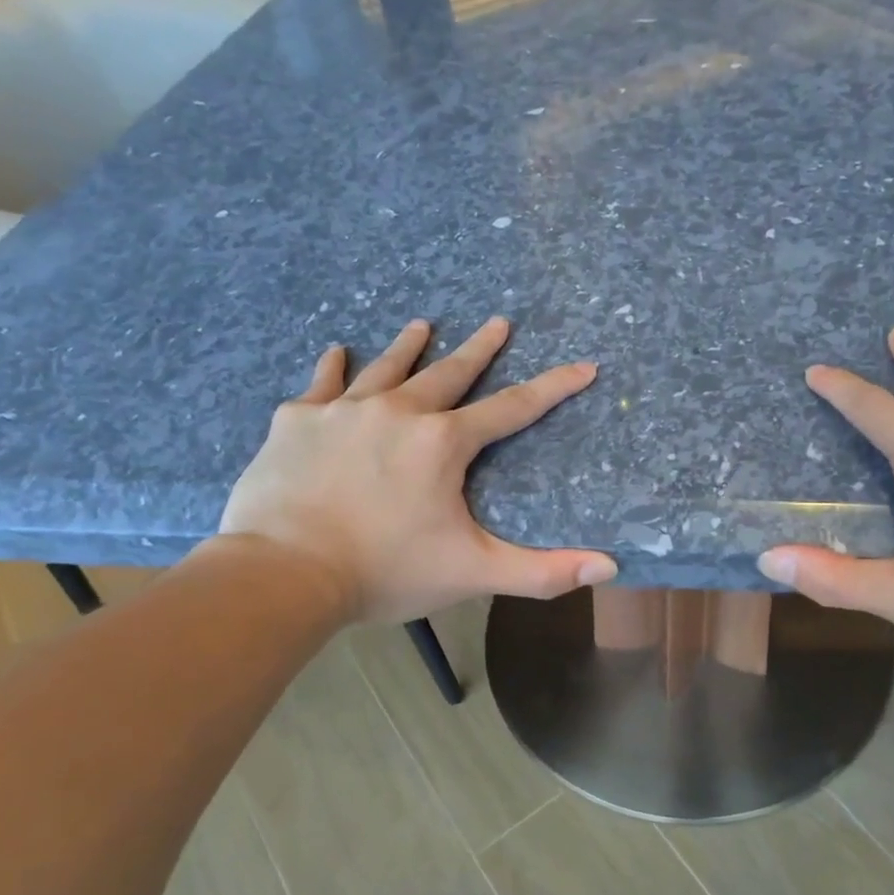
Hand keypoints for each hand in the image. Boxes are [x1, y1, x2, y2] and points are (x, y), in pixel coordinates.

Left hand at [217, 317, 615, 624]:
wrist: (284, 572)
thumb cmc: (386, 571)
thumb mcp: (474, 573)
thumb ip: (543, 572)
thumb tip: (609, 568)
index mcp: (443, 444)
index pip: (513, 409)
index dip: (554, 388)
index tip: (583, 366)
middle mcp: (398, 412)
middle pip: (449, 373)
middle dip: (479, 348)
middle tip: (499, 321)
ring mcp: (343, 411)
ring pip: (385, 368)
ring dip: (408, 346)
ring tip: (422, 324)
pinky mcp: (296, 421)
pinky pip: (321, 383)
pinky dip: (332, 367)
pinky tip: (336, 350)